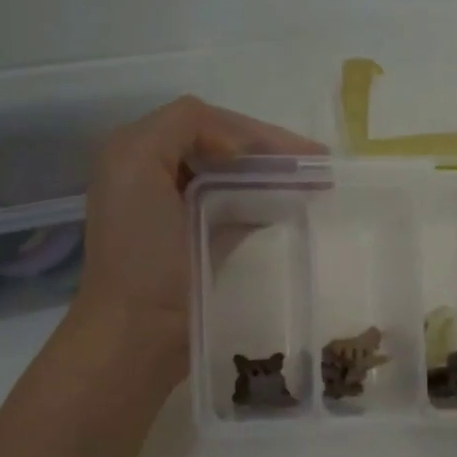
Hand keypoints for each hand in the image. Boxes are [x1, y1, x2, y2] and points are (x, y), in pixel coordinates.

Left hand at [75, 96, 319, 351]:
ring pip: (233, 178)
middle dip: (271, 153)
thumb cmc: (139, 252)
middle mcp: (155, 177)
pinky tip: (289, 209)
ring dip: (272, 176)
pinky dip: (262, 204)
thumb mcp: (138, 163)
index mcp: (138, 153)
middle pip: (223, 148)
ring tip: (313, 185)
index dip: (255, 132)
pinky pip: (235, 210)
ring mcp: (176, 214)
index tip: (303, 155)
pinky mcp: (196, 247)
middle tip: (319, 167)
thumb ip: (183, 126)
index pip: (205, 122)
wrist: (137, 333)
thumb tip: (241, 149)